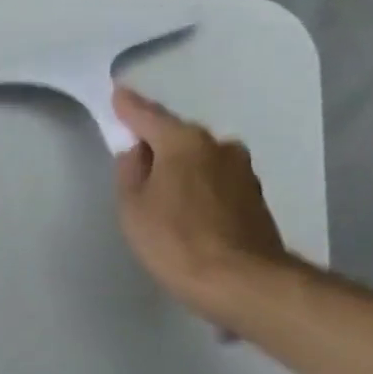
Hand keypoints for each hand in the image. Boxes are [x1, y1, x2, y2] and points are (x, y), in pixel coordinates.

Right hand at [112, 85, 293, 322]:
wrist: (239, 279)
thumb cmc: (175, 242)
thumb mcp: (133, 209)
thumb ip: (130, 174)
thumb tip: (137, 152)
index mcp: (185, 142)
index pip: (150, 117)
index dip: (130, 108)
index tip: (118, 94)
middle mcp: (219, 146)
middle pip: (180, 139)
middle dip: (159, 148)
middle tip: (138, 166)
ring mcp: (242, 171)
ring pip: (202, 163)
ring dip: (183, 173)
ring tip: (165, 201)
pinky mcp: (254, 198)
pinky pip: (216, 185)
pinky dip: (200, 193)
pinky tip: (190, 217)